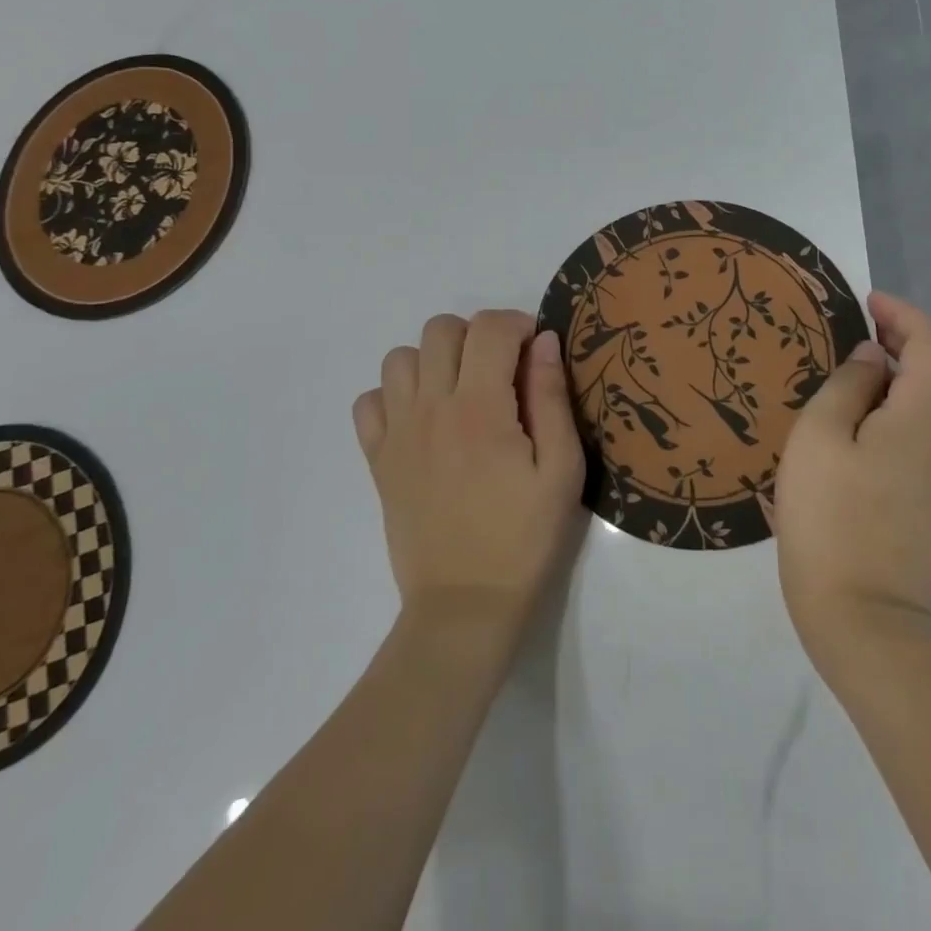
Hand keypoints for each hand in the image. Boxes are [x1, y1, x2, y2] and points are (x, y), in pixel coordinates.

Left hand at [353, 311, 584, 642]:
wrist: (465, 606)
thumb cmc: (524, 538)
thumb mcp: (561, 470)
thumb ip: (551, 398)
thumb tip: (543, 341)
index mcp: (479, 408)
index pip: (490, 328)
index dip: (518, 325)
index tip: (534, 353)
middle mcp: (430, 408)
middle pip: (440, 329)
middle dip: (476, 334)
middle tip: (501, 370)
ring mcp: (397, 433)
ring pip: (399, 357)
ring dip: (433, 360)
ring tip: (460, 390)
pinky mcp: (377, 459)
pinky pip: (369, 401)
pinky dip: (394, 395)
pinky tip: (422, 420)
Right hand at [775, 291, 930, 669]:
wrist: (869, 624)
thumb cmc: (831, 519)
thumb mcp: (820, 437)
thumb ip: (849, 384)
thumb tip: (874, 359)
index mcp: (929, 415)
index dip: (902, 314)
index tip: (867, 301)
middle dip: (904, 343)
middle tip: (858, 331)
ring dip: (904, 379)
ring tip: (857, 374)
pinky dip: (907, 412)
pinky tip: (870, 423)